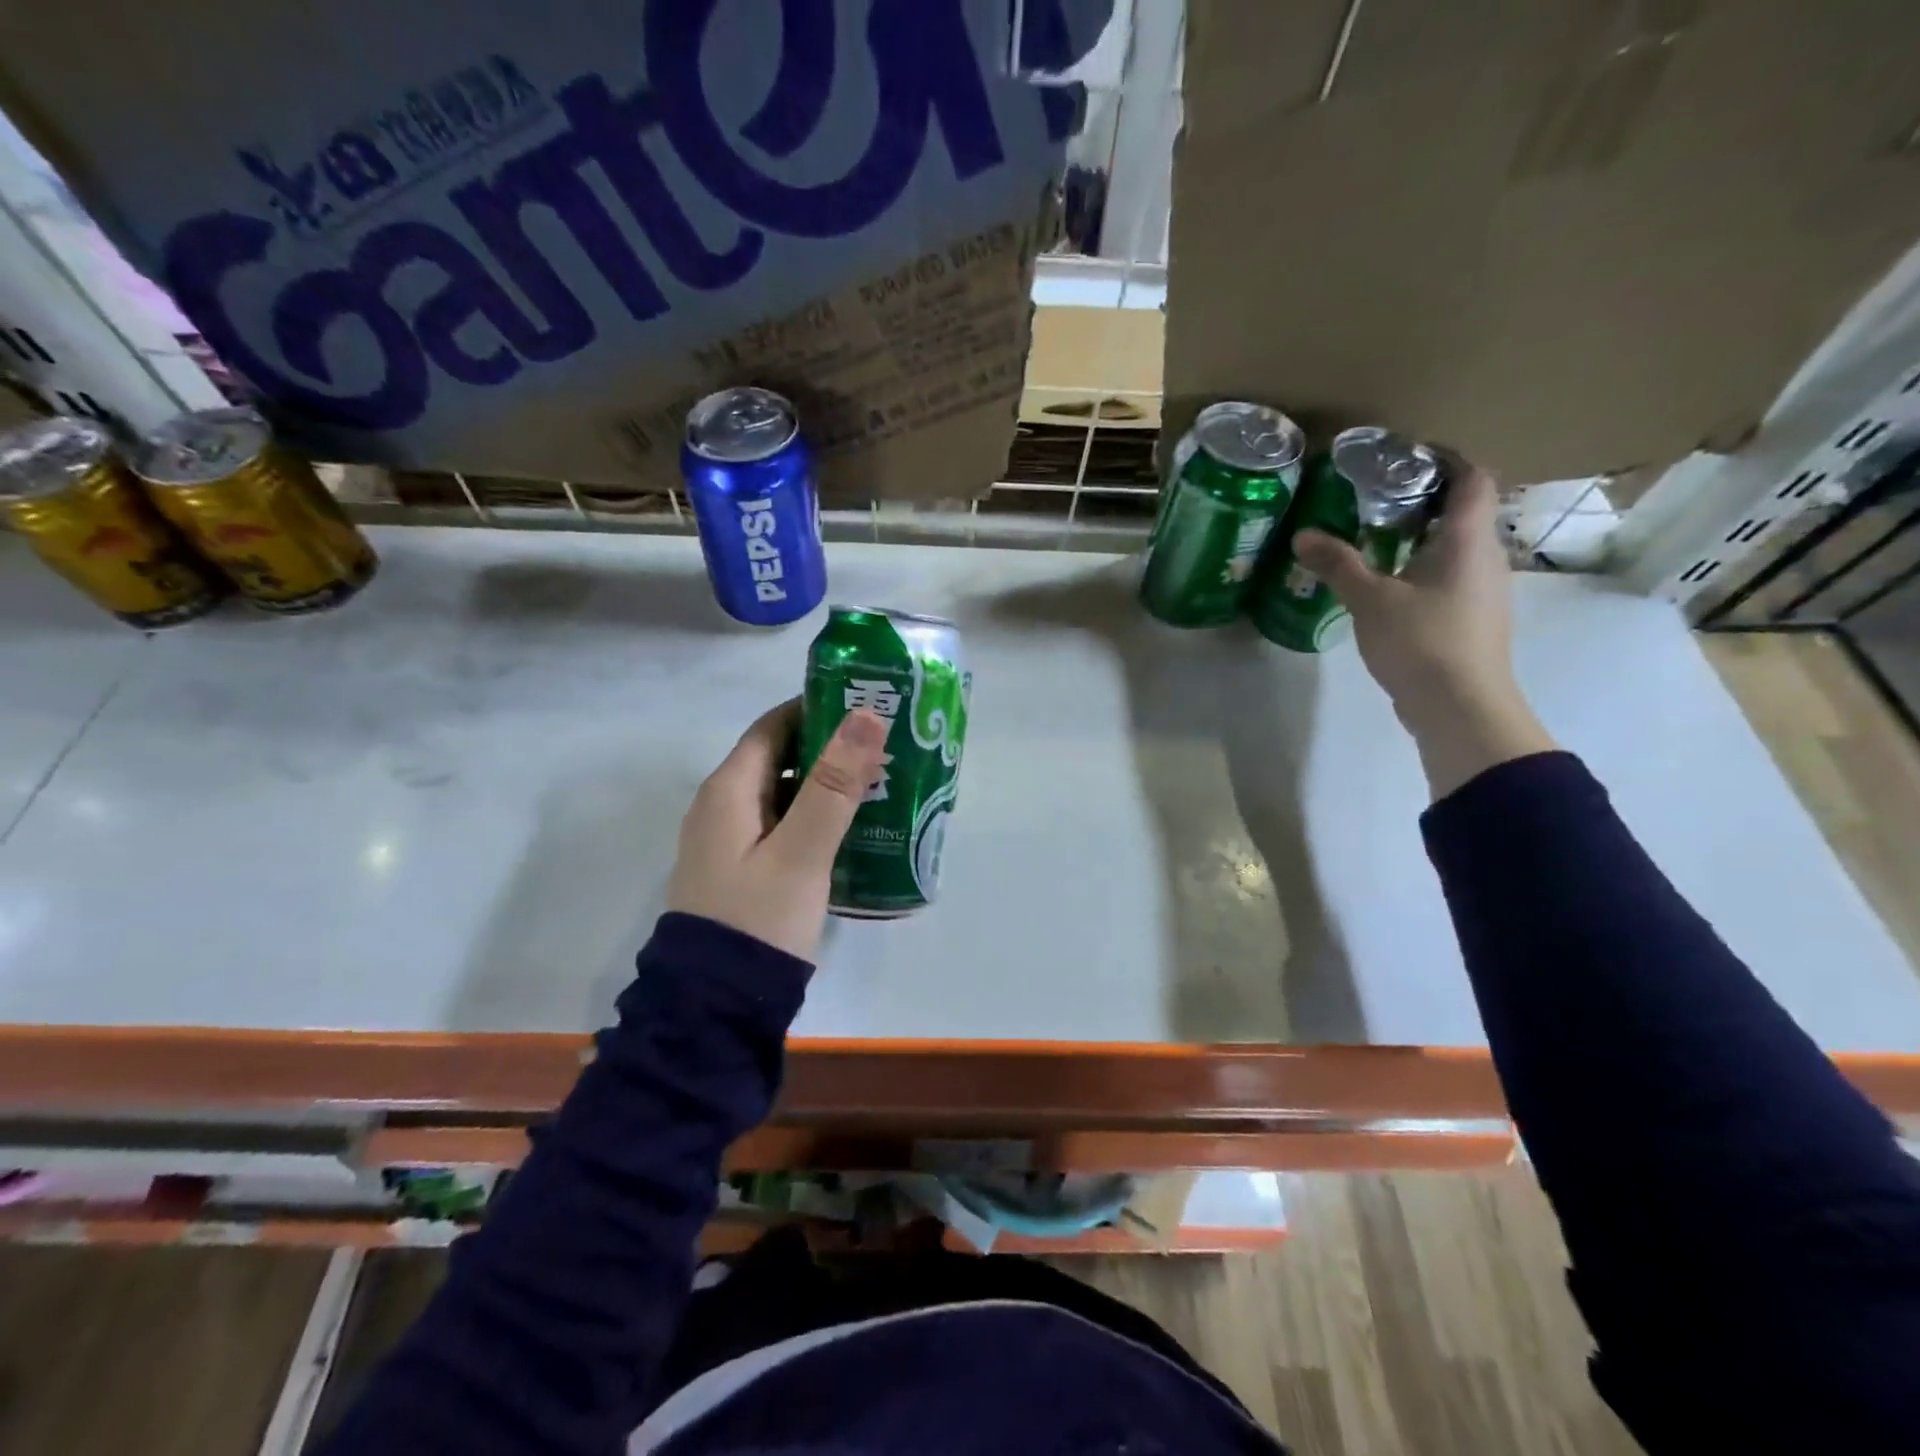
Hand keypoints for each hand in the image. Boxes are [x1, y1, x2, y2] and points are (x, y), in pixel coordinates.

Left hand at [666, 700, 889, 960]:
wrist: (716, 1004)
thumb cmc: (759, 919)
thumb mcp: (802, 851)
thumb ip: (834, 785)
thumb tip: (865, 714)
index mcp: (728, 790)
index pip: (773, 726)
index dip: (815, 708)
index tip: (865, 704)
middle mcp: (722, 807)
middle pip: (777, 758)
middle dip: (828, 747)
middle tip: (884, 745)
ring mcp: (730, 840)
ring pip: (781, 793)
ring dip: (824, 783)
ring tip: (880, 782)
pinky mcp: (742, 869)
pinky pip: (781, 824)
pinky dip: (814, 815)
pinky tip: (852, 827)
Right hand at [1292, 465, 1556, 798]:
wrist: (1460, 707)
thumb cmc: (1421, 641)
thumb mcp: (1370, 600)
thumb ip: (1338, 564)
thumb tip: (1302, 535)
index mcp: (1469, 540)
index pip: (1473, 478)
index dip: (1447, 458)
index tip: (1406, 456)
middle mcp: (1487, 558)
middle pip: (1464, 512)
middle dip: (1423, 499)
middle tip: (1374, 498)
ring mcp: (1485, 591)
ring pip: (1457, 548)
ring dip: (1422, 538)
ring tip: (1374, 540)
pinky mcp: (1474, 619)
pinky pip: (1451, 578)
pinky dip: (1423, 568)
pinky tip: (1389, 586)